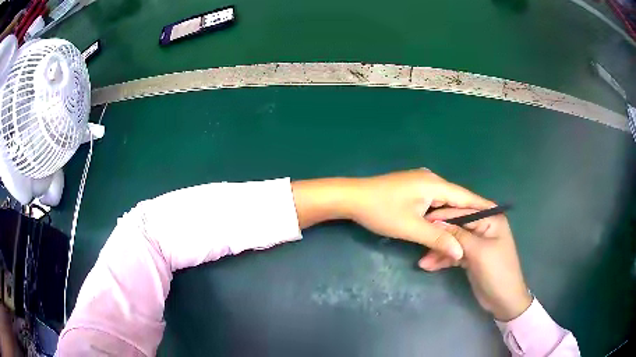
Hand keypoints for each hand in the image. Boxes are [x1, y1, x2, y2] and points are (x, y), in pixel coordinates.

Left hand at [293, 169, 493, 258]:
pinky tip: (441, 225)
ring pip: (444, 201)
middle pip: (456, 199)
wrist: (351, 198)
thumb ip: (438, 238)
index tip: (497, 215)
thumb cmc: (381, 211)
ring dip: (450, 217)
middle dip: (465, 217)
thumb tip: (460, 252)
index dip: (481, 206)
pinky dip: (439, 214)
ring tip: (464, 234)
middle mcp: (432, 179)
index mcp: (435, 184)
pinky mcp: (413, 188)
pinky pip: (433, 201)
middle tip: (478, 234)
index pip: (466, 196)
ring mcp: (421, 182)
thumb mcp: (411, 228)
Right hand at [422, 209, 532, 320]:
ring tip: (422, 263)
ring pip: (453, 242)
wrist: (504, 300)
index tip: (423, 221)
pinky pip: (454, 254)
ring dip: (439, 252)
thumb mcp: (478, 251)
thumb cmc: (496, 271)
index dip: (444, 216)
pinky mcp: (471, 257)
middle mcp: (484, 227)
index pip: (464, 211)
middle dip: (440, 237)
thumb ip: (458, 235)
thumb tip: (436, 222)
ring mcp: (477, 243)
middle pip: (457, 227)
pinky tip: (430, 266)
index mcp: (491, 218)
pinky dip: (443, 260)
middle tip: (420, 244)